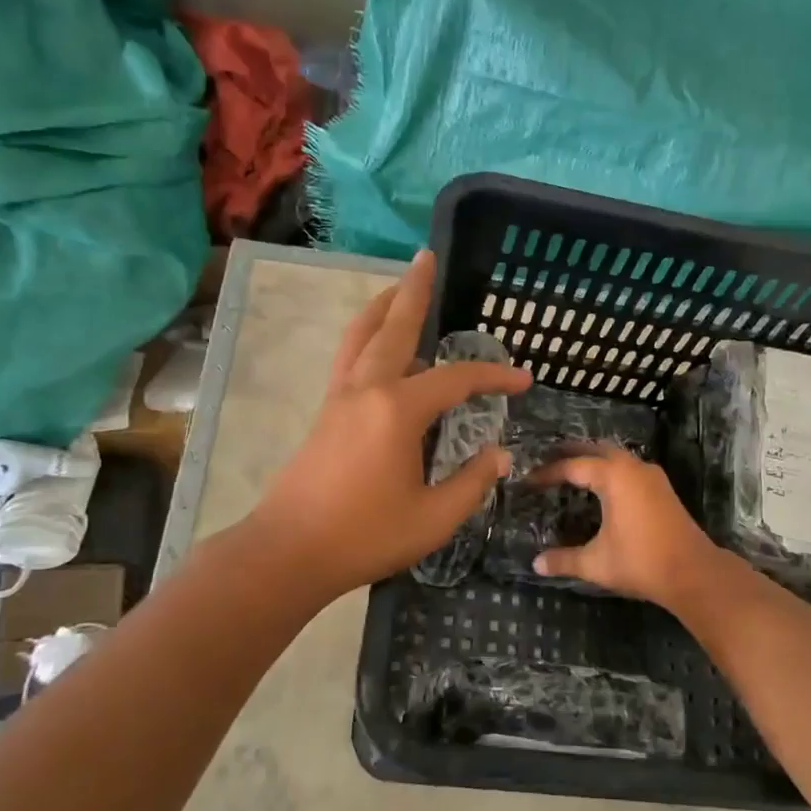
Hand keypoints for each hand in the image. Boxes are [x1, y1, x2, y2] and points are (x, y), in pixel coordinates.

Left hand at [249, 252, 530, 598]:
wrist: (288, 552)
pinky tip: (378, 348)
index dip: (493, 376)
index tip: (522, 380)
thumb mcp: (434, 518)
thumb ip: (472, 482)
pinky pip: (349, 359)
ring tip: (398, 288)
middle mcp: (366, 390)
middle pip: (393, 327)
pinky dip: (367, 337)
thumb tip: (498, 454)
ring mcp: (339, 398)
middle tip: (426, 257)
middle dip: (414, 291)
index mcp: (398, 410)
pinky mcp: (325, 414)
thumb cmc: (365, 536)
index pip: (456, 379)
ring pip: (361, 336)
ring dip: (382, 307)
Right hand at [528, 445, 727, 610]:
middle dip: (570, 454)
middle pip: (596, 450)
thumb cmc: (641, 562)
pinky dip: (610, 470)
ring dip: (593, 459)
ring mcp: (651, 476)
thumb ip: (564, 560)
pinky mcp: (662, 488)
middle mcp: (633, 467)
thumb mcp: (596, 563)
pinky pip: (629, 468)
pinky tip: (601, 487)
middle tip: (546, 461)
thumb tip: (535, 564)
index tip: (527, 482)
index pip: (572, 466)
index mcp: (614, 476)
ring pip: (616, 456)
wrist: (693, 572)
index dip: (547, 473)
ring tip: (570, 470)